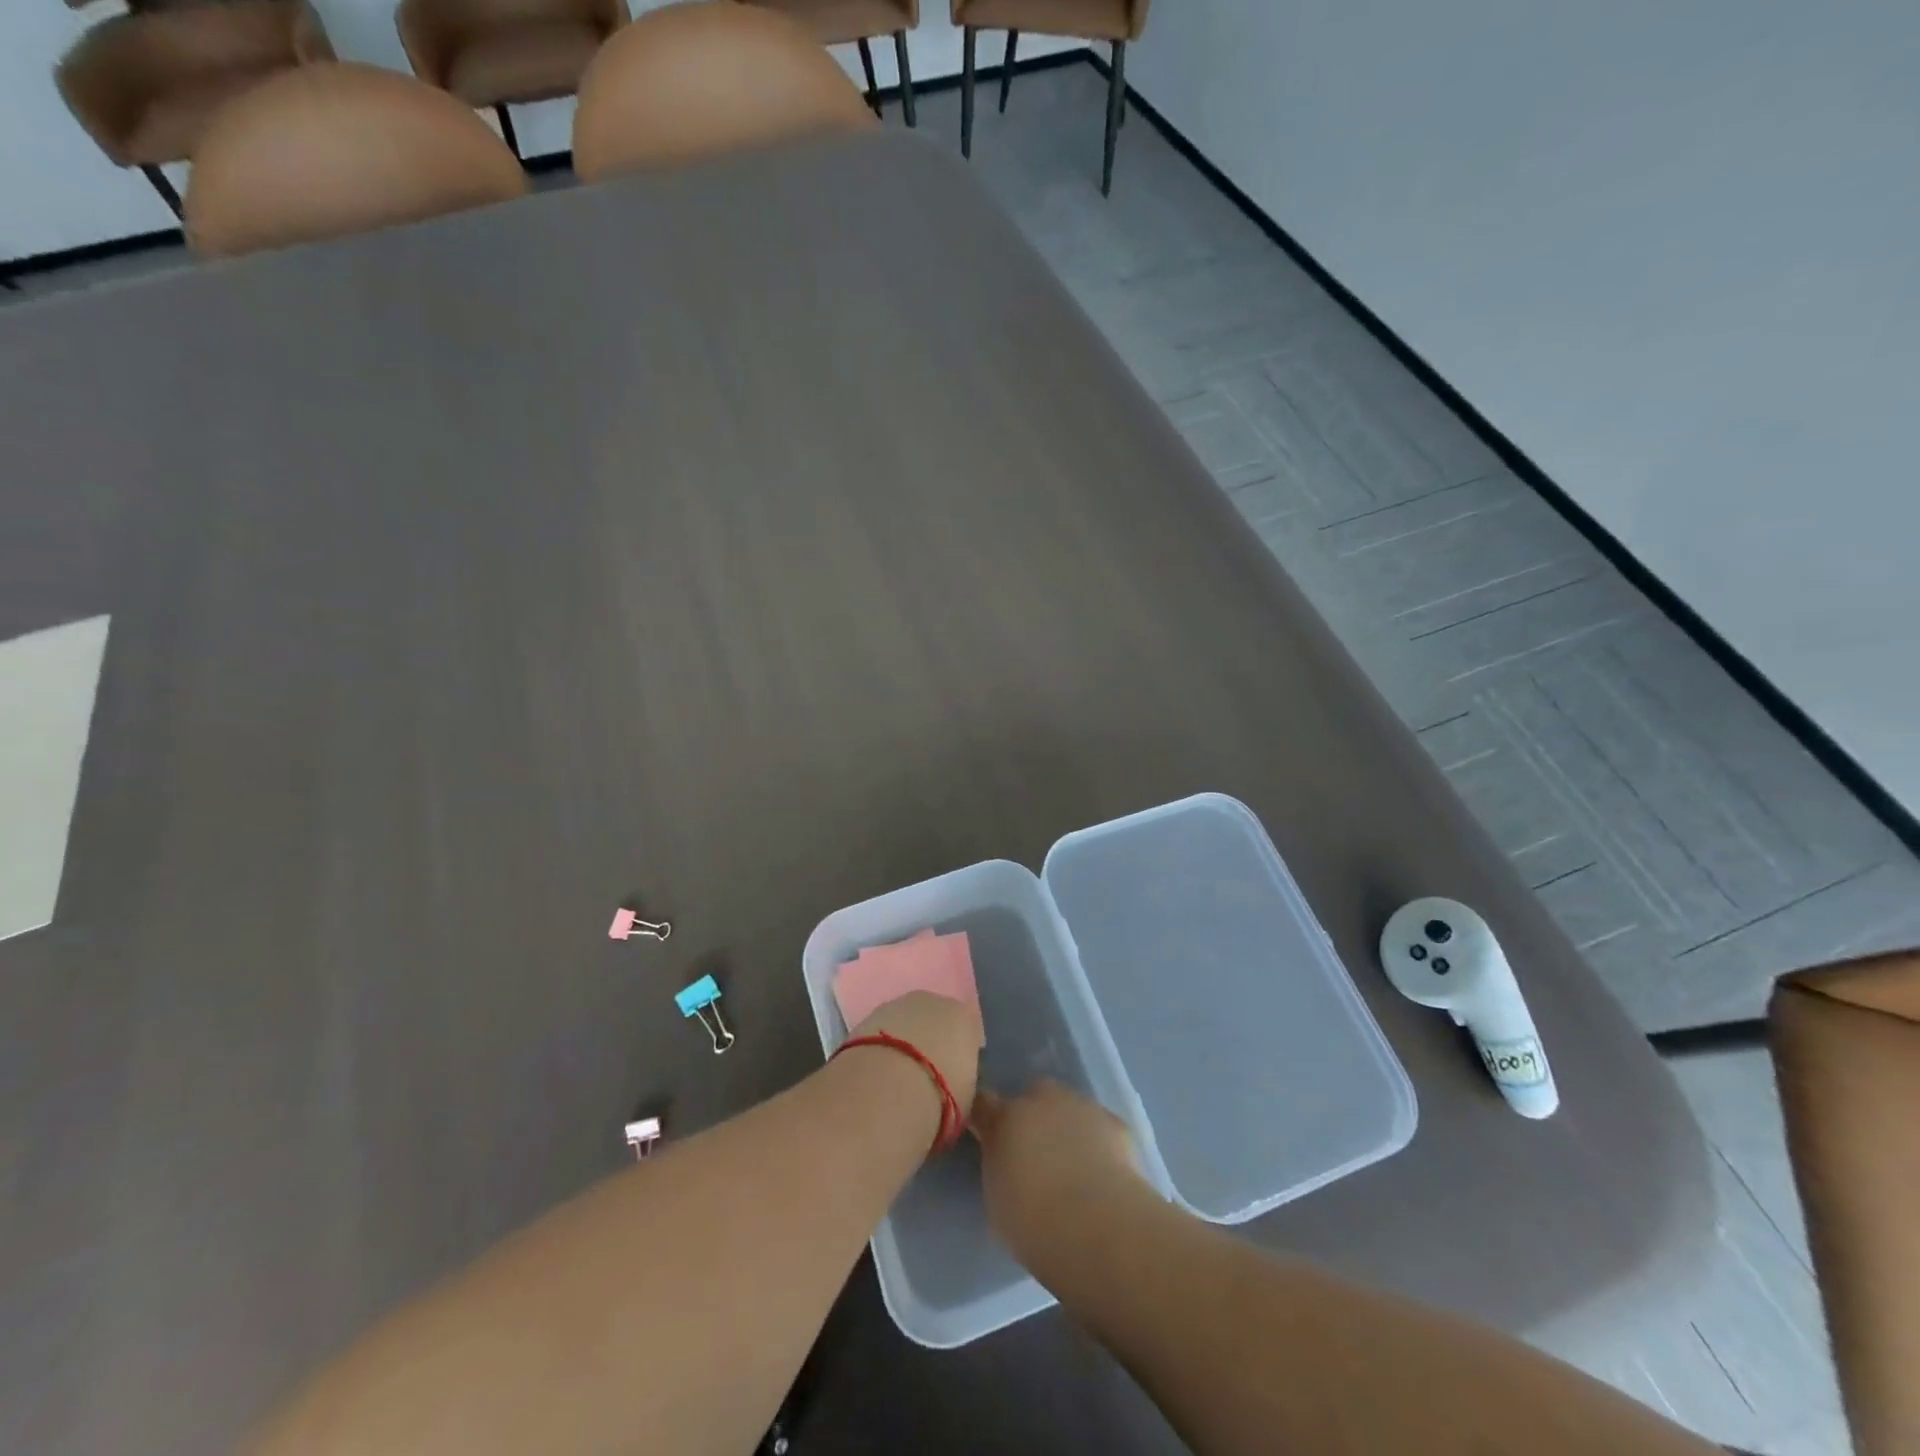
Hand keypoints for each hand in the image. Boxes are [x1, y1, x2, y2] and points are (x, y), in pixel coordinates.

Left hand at [846, 991, 980, 1118]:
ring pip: (905, 1023)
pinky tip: (876, 1074)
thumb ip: (962, 1081)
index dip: (960, 1054)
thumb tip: (954, 1083)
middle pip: (935, 1020)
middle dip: (932, 1042)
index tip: (955, 1077)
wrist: (886, 1088)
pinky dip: (880, 1048)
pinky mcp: (866, 1017)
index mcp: (963, 1017)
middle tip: (925, 1076)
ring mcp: (897, 1005)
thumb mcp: (965, 1098)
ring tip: (896, 1079)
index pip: (968, 1030)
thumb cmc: (940, 1096)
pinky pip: (881, 1032)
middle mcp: (932, 1002)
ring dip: (903, 1043)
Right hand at [970, 1080, 1144, 1263]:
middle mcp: (1040, 1100)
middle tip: (1037, 1154)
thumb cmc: (1035, 1223)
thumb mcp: (998, 1200)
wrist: (1097, 1225)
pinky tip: (1103, 1172)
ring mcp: (1079, 1105)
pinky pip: (1099, 1125)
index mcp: (1003, 1119)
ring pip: (1068, 1108)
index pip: (983, 1102)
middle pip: (1031, 1096)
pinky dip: (1098, 1142)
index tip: (987, 1133)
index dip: (986, 1116)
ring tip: (1075, 1167)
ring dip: (1067, 1127)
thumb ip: (1000, 1168)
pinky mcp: (1113, 1121)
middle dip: (1033, 1117)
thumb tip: (1008, 1163)